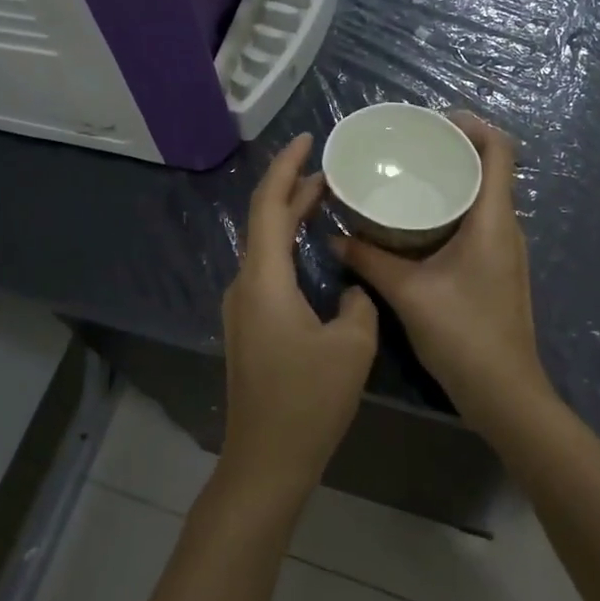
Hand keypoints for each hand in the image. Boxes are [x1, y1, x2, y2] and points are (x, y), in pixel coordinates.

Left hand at [221, 133, 378, 502]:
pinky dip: (288, 247)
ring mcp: (242, 308)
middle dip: (293, 189)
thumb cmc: (308, 401)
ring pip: (264, 247)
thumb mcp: (352, 345)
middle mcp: (244, 286)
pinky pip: (267, 270)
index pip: (268, 205)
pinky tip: (313, 252)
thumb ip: (357, 303)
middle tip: (330, 168)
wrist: (266, 460)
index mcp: (264, 280)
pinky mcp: (249, 327)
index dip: (287, 167)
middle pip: (263, 221)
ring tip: (326, 200)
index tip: (309, 140)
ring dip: (290, 218)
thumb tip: (351, 291)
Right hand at [333, 113, 550, 427]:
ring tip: (409, 177)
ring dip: (452, 182)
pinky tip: (417, 223)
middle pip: (490, 169)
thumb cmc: (463, 334)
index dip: (473, 125)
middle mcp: (506, 227)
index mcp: (493, 220)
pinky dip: (451, 210)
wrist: (504, 392)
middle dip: (453, 150)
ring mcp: (505, 250)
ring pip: (483, 198)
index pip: (500, 150)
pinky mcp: (497, 270)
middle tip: (410, 147)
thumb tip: (334, 236)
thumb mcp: (408, 292)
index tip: (434, 121)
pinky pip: (477, 223)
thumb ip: (369, 260)